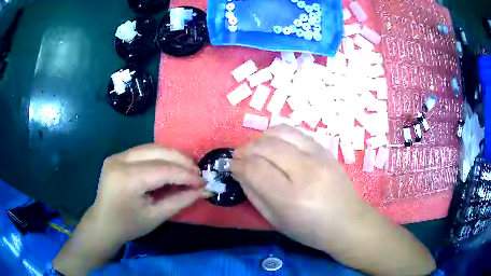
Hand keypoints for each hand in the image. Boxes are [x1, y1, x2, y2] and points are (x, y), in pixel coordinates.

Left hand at [88, 144, 203, 244]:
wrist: (103, 224)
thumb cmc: (129, 226)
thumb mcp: (157, 217)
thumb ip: (181, 200)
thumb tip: (203, 190)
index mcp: (127, 179)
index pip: (163, 170)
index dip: (186, 175)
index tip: (203, 182)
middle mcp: (120, 160)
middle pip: (158, 151)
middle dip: (182, 160)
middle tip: (198, 172)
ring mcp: (117, 156)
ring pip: (152, 147)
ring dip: (173, 156)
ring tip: (188, 168)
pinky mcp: (118, 156)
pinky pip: (144, 151)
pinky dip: (161, 157)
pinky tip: (171, 166)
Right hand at [231, 125, 434, 274]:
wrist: (348, 221)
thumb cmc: (311, 230)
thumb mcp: (277, 221)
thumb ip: (255, 194)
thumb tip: (240, 172)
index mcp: (291, 197)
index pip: (255, 169)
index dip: (237, 165)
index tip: (231, 166)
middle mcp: (305, 171)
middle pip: (265, 146)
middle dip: (245, 149)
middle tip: (239, 157)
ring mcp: (318, 156)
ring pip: (280, 131)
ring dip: (260, 138)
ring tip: (255, 149)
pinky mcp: (325, 149)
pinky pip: (295, 132)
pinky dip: (278, 135)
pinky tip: (274, 145)